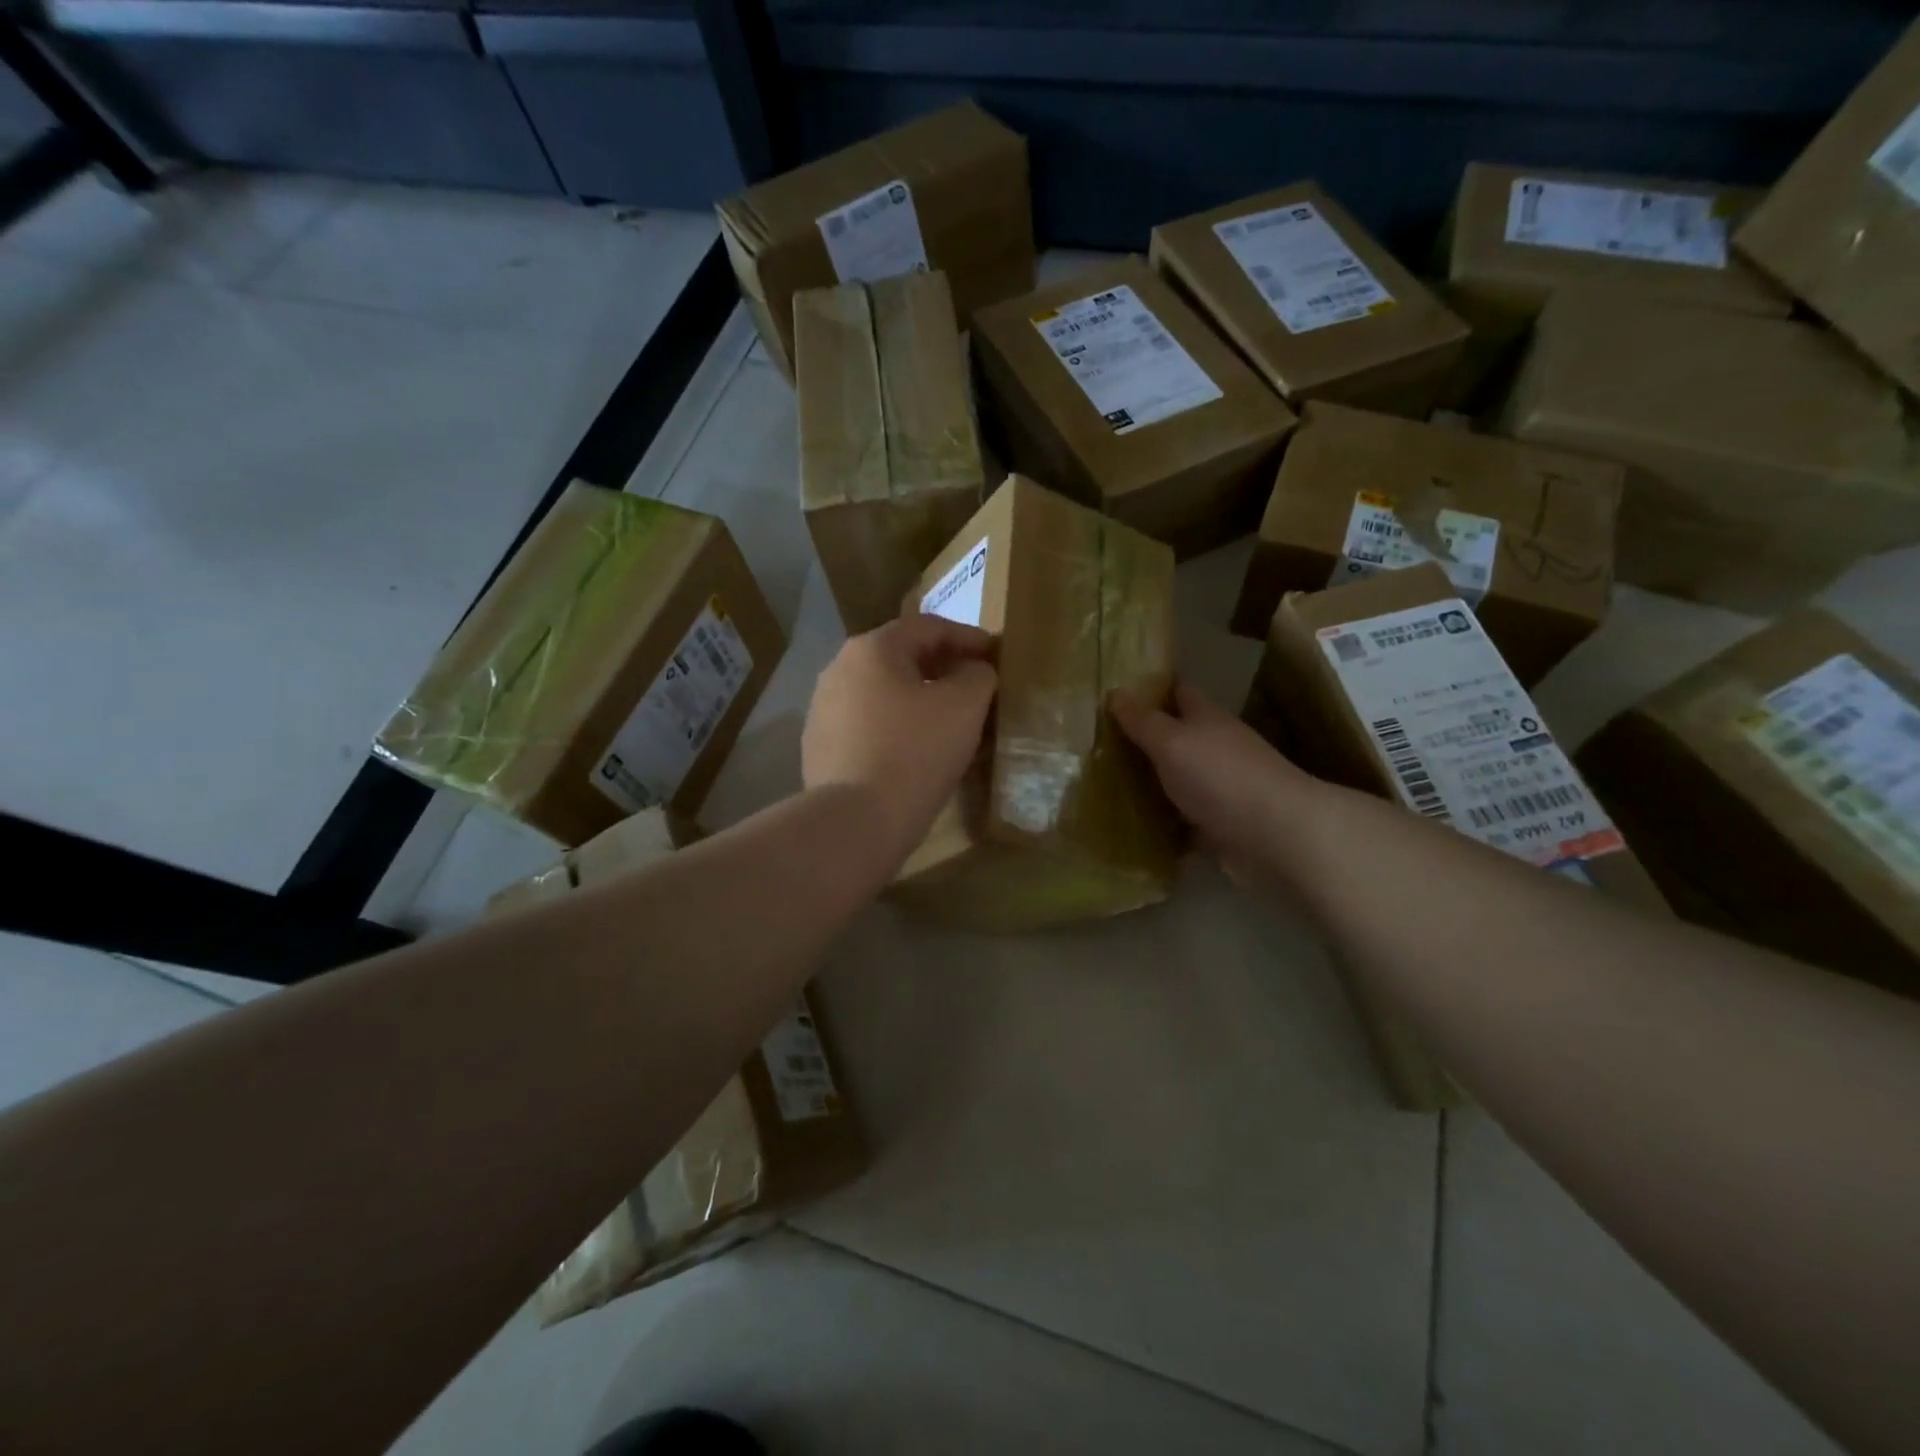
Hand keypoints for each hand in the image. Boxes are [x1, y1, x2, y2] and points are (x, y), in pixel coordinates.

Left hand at [803, 614, 997, 857]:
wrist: (855, 822)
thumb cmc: (915, 753)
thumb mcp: (964, 706)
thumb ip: (978, 674)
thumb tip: (973, 671)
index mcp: (871, 648)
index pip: (929, 627)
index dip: (970, 638)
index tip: (998, 656)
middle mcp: (839, 669)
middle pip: (902, 658)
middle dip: (943, 668)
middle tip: (976, 688)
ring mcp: (823, 709)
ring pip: (884, 693)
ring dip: (918, 699)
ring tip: (949, 721)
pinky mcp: (820, 747)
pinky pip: (868, 725)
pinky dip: (896, 727)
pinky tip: (915, 751)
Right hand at [1109, 681, 1314, 881]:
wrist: (1273, 834)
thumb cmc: (1218, 775)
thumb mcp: (1171, 740)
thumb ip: (1142, 720)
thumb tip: (1114, 692)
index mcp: (1206, 719)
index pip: (1177, 693)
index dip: (1149, 691)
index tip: (1114, 697)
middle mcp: (1215, 749)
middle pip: (1175, 739)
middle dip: (1142, 742)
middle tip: (1094, 748)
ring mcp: (1219, 788)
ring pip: (1177, 781)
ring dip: (1149, 786)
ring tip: (1103, 790)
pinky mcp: (1220, 825)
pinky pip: (1183, 822)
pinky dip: (1163, 825)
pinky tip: (1133, 830)